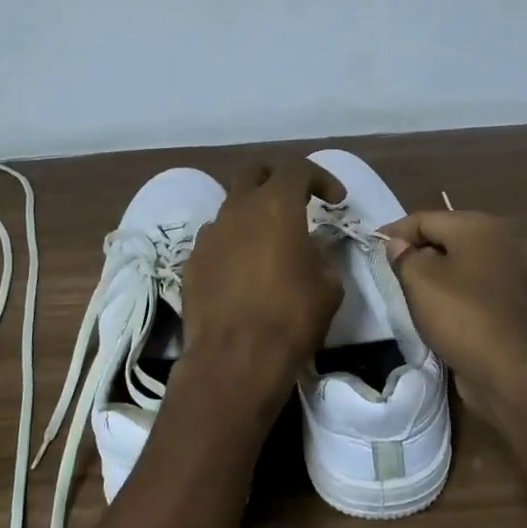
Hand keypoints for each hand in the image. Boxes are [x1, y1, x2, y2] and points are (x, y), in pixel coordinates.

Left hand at [180, 160, 345, 400]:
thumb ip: (322, 256)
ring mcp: (208, 235)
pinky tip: (243, 271)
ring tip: (268, 243)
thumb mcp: (328, 287)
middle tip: (296, 201)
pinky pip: (215, 240)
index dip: (320, 178)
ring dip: (252, 215)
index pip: (298, 168)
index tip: (335, 199)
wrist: (234, 359)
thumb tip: (312, 249)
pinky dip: (232, 244)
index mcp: (275, 206)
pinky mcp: (191, 262)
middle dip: (277, 180)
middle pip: (254, 173)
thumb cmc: (290, 318)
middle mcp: (237, 210)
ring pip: (231, 207)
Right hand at [381, 210, 526, 415]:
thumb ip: (402, 256)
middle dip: (414, 251)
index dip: (394, 231)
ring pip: (457, 264)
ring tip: (407, 291)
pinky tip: (435, 309)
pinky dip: (450, 292)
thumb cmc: (459, 315)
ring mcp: (508, 272)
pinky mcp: (509, 302)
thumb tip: (396, 244)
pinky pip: (470, 287)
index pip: (424, 219)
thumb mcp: (419, 281)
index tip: (370, 247)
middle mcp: (498, 241)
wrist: (506, 369)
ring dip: (432, 274)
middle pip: (443, 238)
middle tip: (388, 271)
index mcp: (477, 226)